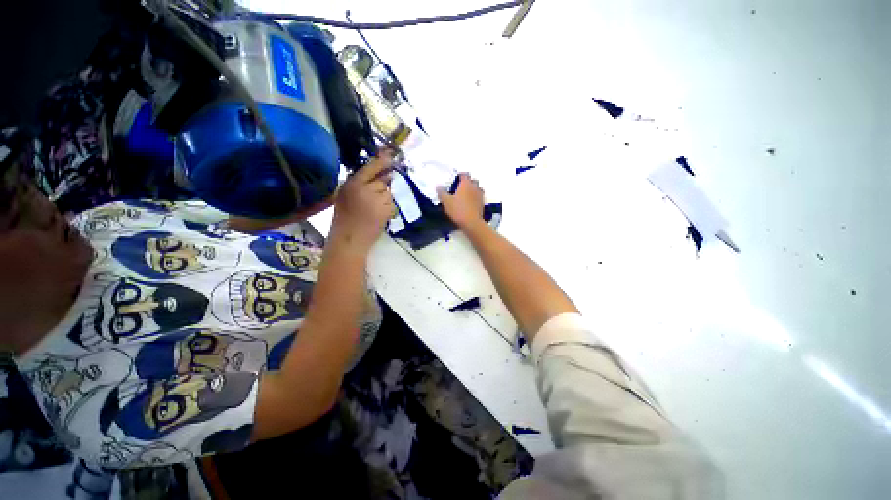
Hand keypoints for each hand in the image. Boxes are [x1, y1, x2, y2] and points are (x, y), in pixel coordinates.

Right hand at [331, 150, 395, 251]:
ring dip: (384, 198)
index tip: (390, 154)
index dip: (381, 160)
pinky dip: (387, 208)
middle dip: (381, 188)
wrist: (350, 239)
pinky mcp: (386, 210)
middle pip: (383, 181)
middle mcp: (367, 188)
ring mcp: (378, 199)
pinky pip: (391, 203)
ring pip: (388, 192)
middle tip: (372, 200)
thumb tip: (376, 175)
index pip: (370, 167)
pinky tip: (378, 215)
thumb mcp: (344, 195)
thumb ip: (358, 183)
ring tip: (373, 209)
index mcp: (353, 183)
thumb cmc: (344, 218)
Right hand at [437, 173, 484, 229]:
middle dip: (468, 182)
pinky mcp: (482, 204)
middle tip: (461, 187)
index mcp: (466, 184)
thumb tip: (438, 186)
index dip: (460, 175)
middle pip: (473, 181)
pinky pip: (479, 198)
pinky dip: (476, 199)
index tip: (456, 178)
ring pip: (478, 189)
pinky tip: (471, 204)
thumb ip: (441, 192)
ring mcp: (480, 196)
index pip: (464, 174)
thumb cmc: (458, 209)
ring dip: (473, 190)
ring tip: (467, 195)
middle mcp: (474, 187)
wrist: (471, 222)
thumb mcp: (446, 201)